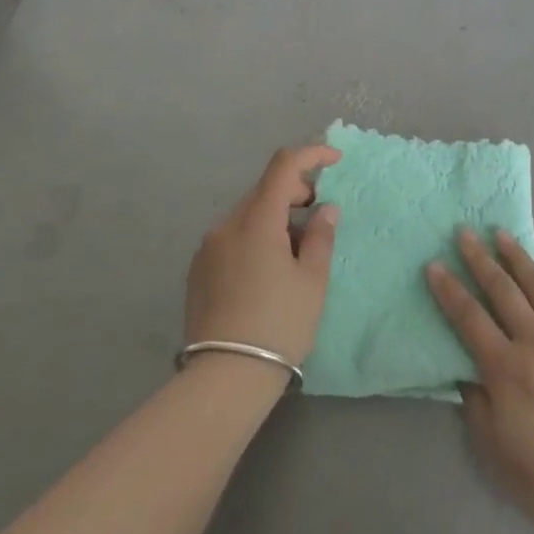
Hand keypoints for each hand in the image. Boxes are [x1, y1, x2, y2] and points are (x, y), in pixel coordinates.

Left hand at [185, 145, 341, 368]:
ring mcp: (208, 247)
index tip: (335, 161)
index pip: (283, 166)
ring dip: (275, 217)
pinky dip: (255, 237)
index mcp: (257, 220)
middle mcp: (227, 224)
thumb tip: (324, 209)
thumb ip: (321, 237)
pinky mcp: (198, 270)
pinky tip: (268, 270)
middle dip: (295, 192)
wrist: (224, 378)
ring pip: (248, 215)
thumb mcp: (312, 281)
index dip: (311, 155)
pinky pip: (233, 238)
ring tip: (297, 251)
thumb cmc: (279, 325)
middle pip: (264, 189)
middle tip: (319, 216)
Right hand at [427, 230, 533, 533]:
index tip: (434, 264)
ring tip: (503, 235)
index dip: (449, 289)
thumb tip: (466, 370)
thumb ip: (476, 402)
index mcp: (506, 368)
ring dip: (519, 258)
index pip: (469, 317)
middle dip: (480, 259)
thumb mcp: (494, 447)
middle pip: (503, 290)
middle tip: (466, 232)